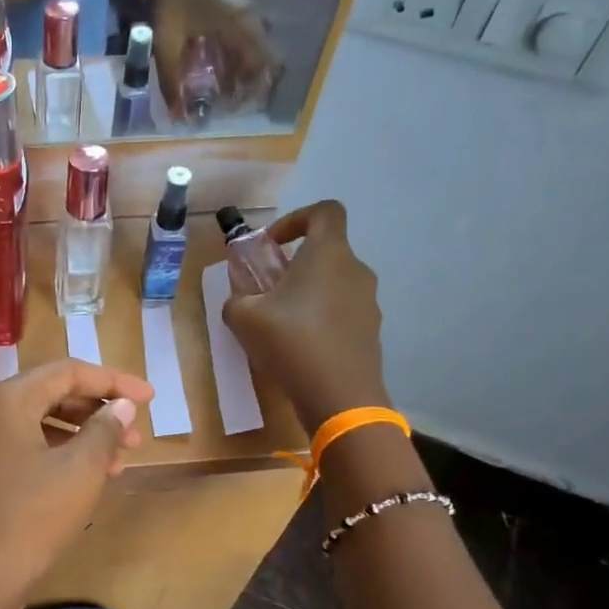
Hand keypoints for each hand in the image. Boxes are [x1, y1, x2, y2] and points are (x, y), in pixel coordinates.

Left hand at [0, 359, 152, 608]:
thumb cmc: (30, 519)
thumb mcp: (79, 471)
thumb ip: (104, 429)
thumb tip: (121, 405)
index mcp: (6, 400)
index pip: (68, 371)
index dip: (114, 381)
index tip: (151, 397)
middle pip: (51, 395)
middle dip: (98, 410)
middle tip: (136, 434)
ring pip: (40, 425)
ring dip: (82, 436)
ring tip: (121, 459)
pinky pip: (26, 450)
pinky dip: (60, 456)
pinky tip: (89, 478)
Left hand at [149, 0, 282, 113]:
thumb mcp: (166, 40)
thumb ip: (171, 80)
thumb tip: (176, 116)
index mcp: (242, 27)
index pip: (269, 64)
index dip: (258, 91)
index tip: (236, 110)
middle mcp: (251, 23)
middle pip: (262, 65)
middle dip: (246, 91)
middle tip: (224, 111)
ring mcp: (245, 19)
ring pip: (251, 58)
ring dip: (238, 80)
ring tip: (217, 101)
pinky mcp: (236, 17)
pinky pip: (241, 48)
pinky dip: (232, 67)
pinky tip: (214, 81)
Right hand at [221, 201, 390, 430]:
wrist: (339, 396)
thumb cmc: (291, 344)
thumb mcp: (244, 318)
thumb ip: (237, 299)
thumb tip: (240, 300)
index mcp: (328, 254)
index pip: (325, 211)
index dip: (296, 219)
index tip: (271, 244)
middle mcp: (355, 270)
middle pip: (327, 252)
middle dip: (295, 264)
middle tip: (268, 291)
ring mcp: (368, 302)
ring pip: (334, 284)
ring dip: (308, 294)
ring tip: (281, 324)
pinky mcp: (370, 331)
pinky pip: (342, 312)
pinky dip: (321, 319)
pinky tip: (300, 348)